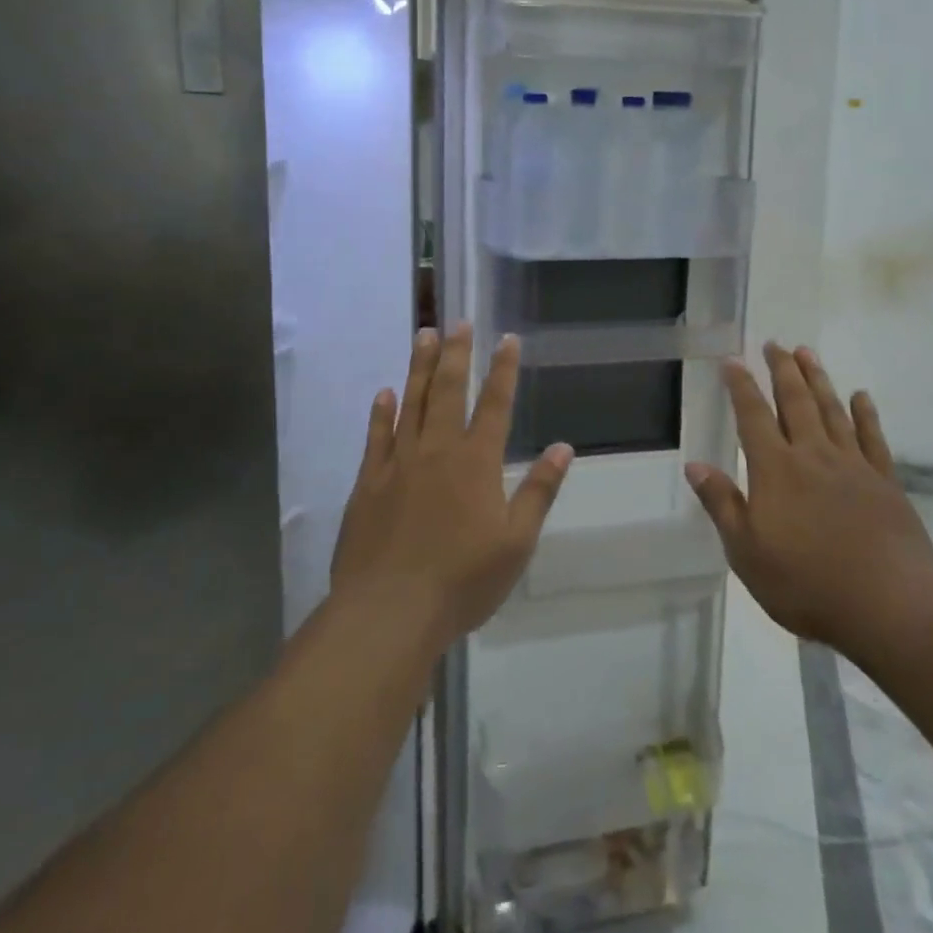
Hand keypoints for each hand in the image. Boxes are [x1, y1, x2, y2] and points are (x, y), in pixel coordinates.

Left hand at [331, 324, 573, 644]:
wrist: (390, 611)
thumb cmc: (463, 580)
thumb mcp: (516, 542)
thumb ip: (539, 491)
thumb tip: (564, 448)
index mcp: (477, 463)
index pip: (496, 405)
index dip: (504, 370)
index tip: (507, 339)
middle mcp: (438, 450)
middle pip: (449, 391)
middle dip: (457, 354)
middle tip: (458, 322)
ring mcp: (399, 463)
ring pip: (411, 403)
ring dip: (420, 368)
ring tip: (424, 335)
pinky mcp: (368, 483)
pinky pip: (376, 437)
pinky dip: (381, 412)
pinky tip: (385, 393)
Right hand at [685, 343, 932, 650]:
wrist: (888, 605)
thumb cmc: (806, 583)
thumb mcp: (746, 552)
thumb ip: (722, 504)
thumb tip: (694, 465)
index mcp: (775, 469)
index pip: (753, 415)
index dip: (741, 386)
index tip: (732, 360)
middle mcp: (812, 455)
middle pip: (795, 401)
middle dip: (782, 370)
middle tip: (774, 343)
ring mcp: (852, 465)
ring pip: (832, 410)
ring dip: (818, 379)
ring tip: (807, 352)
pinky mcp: (884, 481)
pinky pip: (872, 437)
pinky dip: (865, 413)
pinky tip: (860, 396)